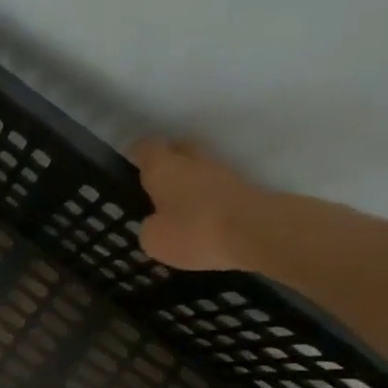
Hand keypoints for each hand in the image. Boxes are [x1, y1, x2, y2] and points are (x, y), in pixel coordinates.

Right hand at [130, 137, 273, 272]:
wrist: (257, 232)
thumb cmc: (195, 231)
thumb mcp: (155, 240)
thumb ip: (149, 228)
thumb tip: (156, 223)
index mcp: (163, 167)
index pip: (145, 147)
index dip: (136, 155)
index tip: (130, 167)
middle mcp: (192, 160)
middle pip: (177, 149)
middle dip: (167, 162)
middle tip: (156, 184)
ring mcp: (222, 171)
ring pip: (199, 168)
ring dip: (190, 181)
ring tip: (180, 205)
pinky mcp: (244, 187)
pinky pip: (217, 187)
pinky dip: (209, 197)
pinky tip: (204, 217)